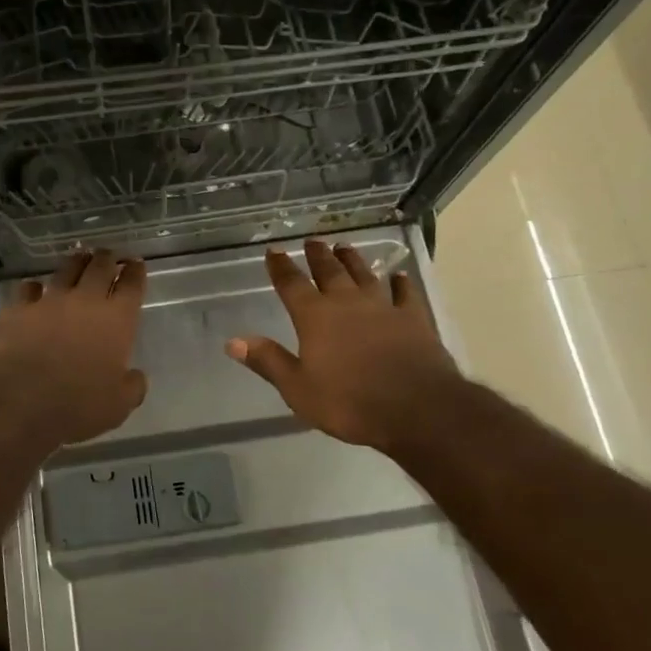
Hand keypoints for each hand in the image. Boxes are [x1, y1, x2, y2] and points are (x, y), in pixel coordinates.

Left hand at [0, 250, 148, 446]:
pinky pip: (29, 289)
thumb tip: (135, 377)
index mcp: (117, 320)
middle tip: (109, 255)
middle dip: (107, 258)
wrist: (20, 399)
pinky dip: (34, 288)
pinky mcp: (18, 309)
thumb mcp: (118, 406)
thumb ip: (131, 387)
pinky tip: (34, 289)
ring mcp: (49, 301)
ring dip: (76, 263)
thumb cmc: (77, 404)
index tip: (136, 264)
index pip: (132, 286)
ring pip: (66, 270)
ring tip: (79, 259)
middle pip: (100, 267)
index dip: (136, 273)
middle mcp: (85, 301)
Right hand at [228, 238, 457, 455]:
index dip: (281, 267)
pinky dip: (401, 284)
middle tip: (312, 241)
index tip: (273, 251)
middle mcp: (347, 303)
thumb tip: (233, 341)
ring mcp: (383, 308)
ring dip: (353, 260)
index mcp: (315, 317)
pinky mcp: (414, 320)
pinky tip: (400, 277)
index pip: (291, 284)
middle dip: (318, 256)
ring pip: (365, 275)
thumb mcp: (298, 388)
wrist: (416, 409)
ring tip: (345, 247)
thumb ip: (268, 361)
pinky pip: (405, 295)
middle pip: (329, 271)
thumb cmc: (349, 402)